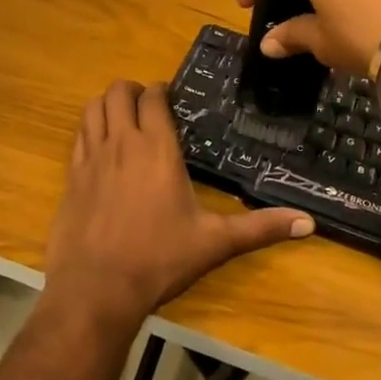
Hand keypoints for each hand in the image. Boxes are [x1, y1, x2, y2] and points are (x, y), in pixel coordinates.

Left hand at [44, 80, 312, 325]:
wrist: (97, 288)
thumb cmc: (159, 260)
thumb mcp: (214, 243)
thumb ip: (260, 228)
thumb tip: (309, 223)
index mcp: (156, 148)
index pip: (153, 97)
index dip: (160, 90)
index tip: (170, 99)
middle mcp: (121, 142)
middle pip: (117, 92)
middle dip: (132, 91)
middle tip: (147, 106)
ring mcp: (90, 157)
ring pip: (92, 108)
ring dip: (107, 105)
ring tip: (122, 118)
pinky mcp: (71, 176)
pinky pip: (77, 135)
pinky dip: (88, 129)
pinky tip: (100, 147)